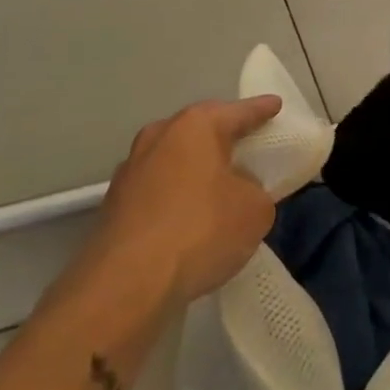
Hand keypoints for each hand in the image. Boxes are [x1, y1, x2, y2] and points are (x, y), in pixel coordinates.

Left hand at [60, 96, 282, 321]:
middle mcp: (158, 137)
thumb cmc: (201, 229)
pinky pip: (158, 191)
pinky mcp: (114, 206)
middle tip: (246, 145)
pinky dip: (176, 198)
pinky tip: (190, 219)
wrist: (127, 283)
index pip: (239, 112)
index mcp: (195, 126)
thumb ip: (255, 190)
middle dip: (222, 138)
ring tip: (218, 186)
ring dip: (195, 170)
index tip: (275, 105)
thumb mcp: (255, 209)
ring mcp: (130, 171)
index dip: (261, 110)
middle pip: (200, 131)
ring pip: (174, 161)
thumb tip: (239, 191)